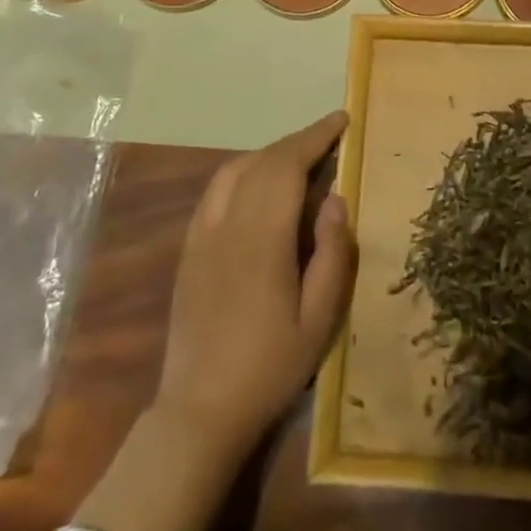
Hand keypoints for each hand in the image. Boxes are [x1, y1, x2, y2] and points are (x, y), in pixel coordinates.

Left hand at [153, 111, 356, 458]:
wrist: (199, 410)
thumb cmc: (270, 367)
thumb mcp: (320, 318)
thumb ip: (332, 253)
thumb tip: (335, 199)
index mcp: (262, 239)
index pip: (286, 166)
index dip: (314, 137)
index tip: (341, 120)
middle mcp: (227, 226)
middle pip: (261, 162)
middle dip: (297, 141)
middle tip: (329, 135)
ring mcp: (201, 236)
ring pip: (232, 171)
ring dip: (268, 153)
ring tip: (299, 156)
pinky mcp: (189, 251)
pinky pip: (214, 192)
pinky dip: (242, 172)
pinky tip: (258, 185)